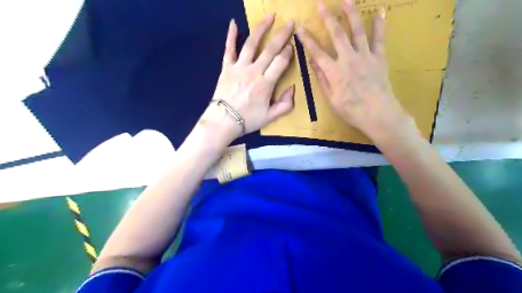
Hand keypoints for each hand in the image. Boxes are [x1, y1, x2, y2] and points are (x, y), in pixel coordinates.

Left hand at [201, 15, 294, 142]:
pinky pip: (229, 49)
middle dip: (282, 35)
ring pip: (251, 44)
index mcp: (266, 84)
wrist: (223, 121)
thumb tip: (292, 88)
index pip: (280, 62)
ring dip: (261, 29)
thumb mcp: (270, 117)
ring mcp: (239, 67)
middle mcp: (253, 71)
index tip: (292, 45)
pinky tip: (233, 23)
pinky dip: (231, 36)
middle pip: (270, 49)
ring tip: (269, 17)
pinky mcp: (226, 67)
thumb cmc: (248, 120)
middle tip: (290, 23)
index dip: (288, 52)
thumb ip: (285, 104)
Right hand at [295, 0, 418, 141]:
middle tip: (321, 4)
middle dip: (327, 18)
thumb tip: (313, 63)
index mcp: (334, 72)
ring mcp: (365, 56)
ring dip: (351, 14)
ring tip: (346, 0)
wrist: (378, 114)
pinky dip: (380, 25)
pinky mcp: (379, 58)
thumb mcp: (331, 99)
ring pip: (357, 31)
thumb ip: (322, 79)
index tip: (300, 28)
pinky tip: (380, 12)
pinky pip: (379, 39)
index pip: (317, 52)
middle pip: (336, 35)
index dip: (307, 40)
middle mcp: (348, 59)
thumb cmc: (351, 110)